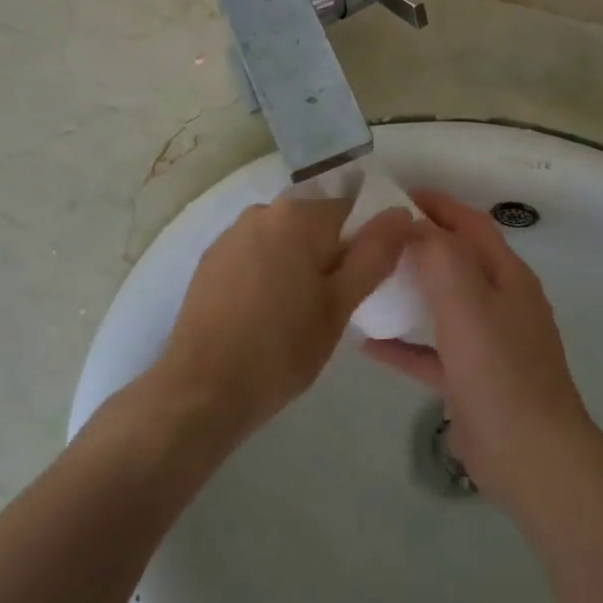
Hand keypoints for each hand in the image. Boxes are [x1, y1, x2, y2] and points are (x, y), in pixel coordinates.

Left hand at [153, 196, 411, 438]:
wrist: (200, 391)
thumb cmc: (281, 349)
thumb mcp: (340, 305)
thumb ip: (374, 254)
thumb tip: (401, 213)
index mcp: (298, 215)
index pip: (351, 212)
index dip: (362, 246)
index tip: (357, 286)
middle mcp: (263, 210)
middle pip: (314, 223)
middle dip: (327, 256)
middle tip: (328, 307)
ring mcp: (231, 233)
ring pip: (283, 240)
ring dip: (296, 264)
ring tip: (293, 314)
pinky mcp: (210, 259)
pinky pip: (255, 254)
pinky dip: (266, 273)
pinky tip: (261, 314)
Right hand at [361, 190, 596, 515]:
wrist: (533, 459)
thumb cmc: (499, 371)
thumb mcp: (467, 304)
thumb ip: (440, 257)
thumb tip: (413, 225)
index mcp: (507, 276)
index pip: (471, 224)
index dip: (438, 204)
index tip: (396, 194)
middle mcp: (502, 302)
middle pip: (457, 260)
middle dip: (420, 244)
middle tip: (375, 237)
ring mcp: (489, 343)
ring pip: (444, 304)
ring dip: (410, 291)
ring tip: (369, 281)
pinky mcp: (473, 380)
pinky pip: (434, 351)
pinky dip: (405, 343)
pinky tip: (369, 344)